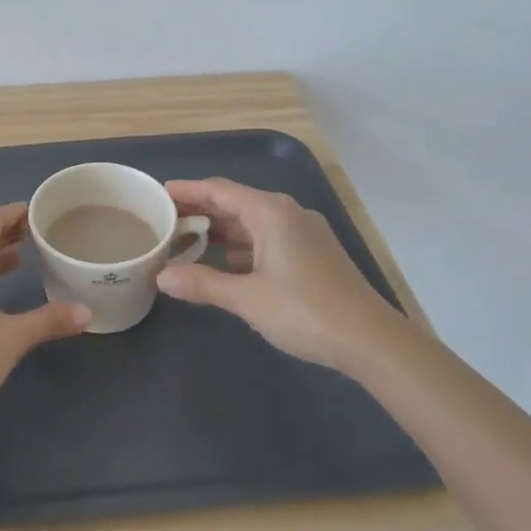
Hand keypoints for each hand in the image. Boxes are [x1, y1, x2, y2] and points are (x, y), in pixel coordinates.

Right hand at [157, 178, 408, 375]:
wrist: (371, 340)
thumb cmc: (305, 311)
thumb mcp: (247, 298)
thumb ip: (202, 283)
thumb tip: (162, 277)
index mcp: (271, 212)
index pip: (219, 190)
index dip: (188, 190)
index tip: (159, 194)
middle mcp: (288, 213)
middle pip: (236, 203)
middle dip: (202, 211)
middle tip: (167, 220)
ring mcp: (304, 233)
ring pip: (253, 222)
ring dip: (222, 230)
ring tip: (188, 242)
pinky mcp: (314, 253)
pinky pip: (268, 238)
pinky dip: (243, 246)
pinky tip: (226, 263)